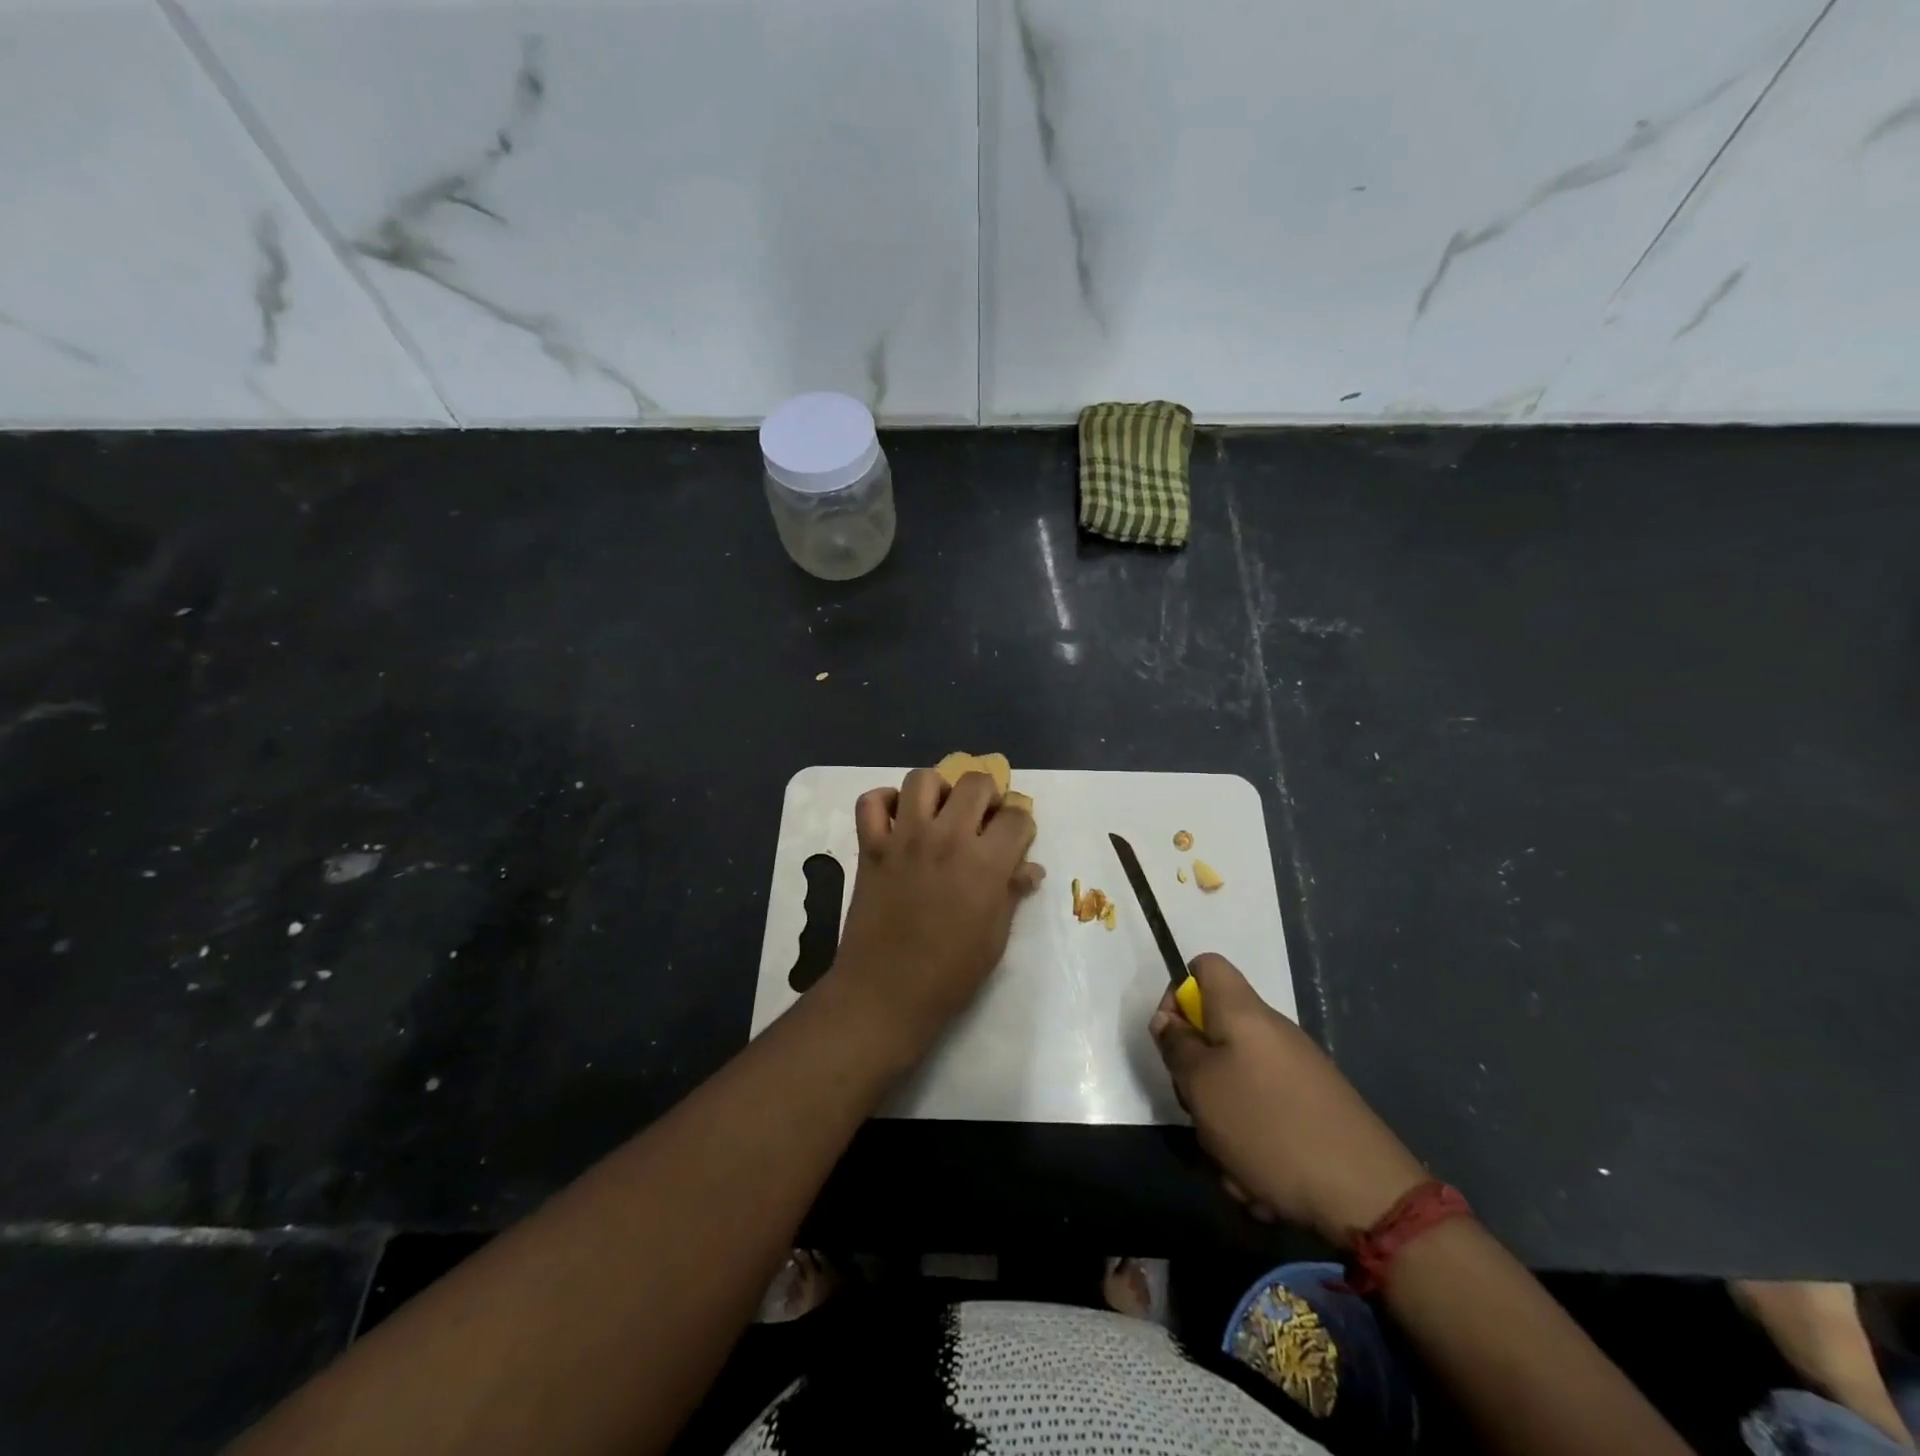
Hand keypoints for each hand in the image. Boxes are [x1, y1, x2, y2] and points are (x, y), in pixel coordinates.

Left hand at [828, 768, 1044, 1054]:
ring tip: (940, 813)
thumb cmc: (950, 973)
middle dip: (987, 795)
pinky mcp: (870, 847)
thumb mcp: (995, 937)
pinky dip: (884, 802)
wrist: (886, 992)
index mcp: (985, 862)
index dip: (1021, 823)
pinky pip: (871, 802)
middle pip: (975, 783)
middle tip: (982, 818)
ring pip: (922, 779)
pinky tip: (898, 819)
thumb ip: (1012, 893)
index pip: (1016, 816)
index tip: (1016, 837)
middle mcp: (946, 838)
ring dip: (938, 789)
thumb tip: (1030, 869)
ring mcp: (904, 838)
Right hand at [1151, 953, 1427, 1245]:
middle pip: (1215, 1032)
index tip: (1172, 1039)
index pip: (1204, 966)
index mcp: (1243, 1012)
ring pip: (1236, 1083)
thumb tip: (1169, 1020)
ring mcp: (1296, 1071)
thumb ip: (1177, 1046)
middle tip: (1196, 1109)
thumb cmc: (1269, 1126)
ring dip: (1222, 1123)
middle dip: (1196, 1075)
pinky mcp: (1314, 1108)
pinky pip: (1264, 1116)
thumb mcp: (1201, 1085)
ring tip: (1231, 1163)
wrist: (1368, 1195)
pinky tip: (1259, 1183)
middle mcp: (1271, 1032)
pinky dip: (1252, 1145)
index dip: (1177, 994)